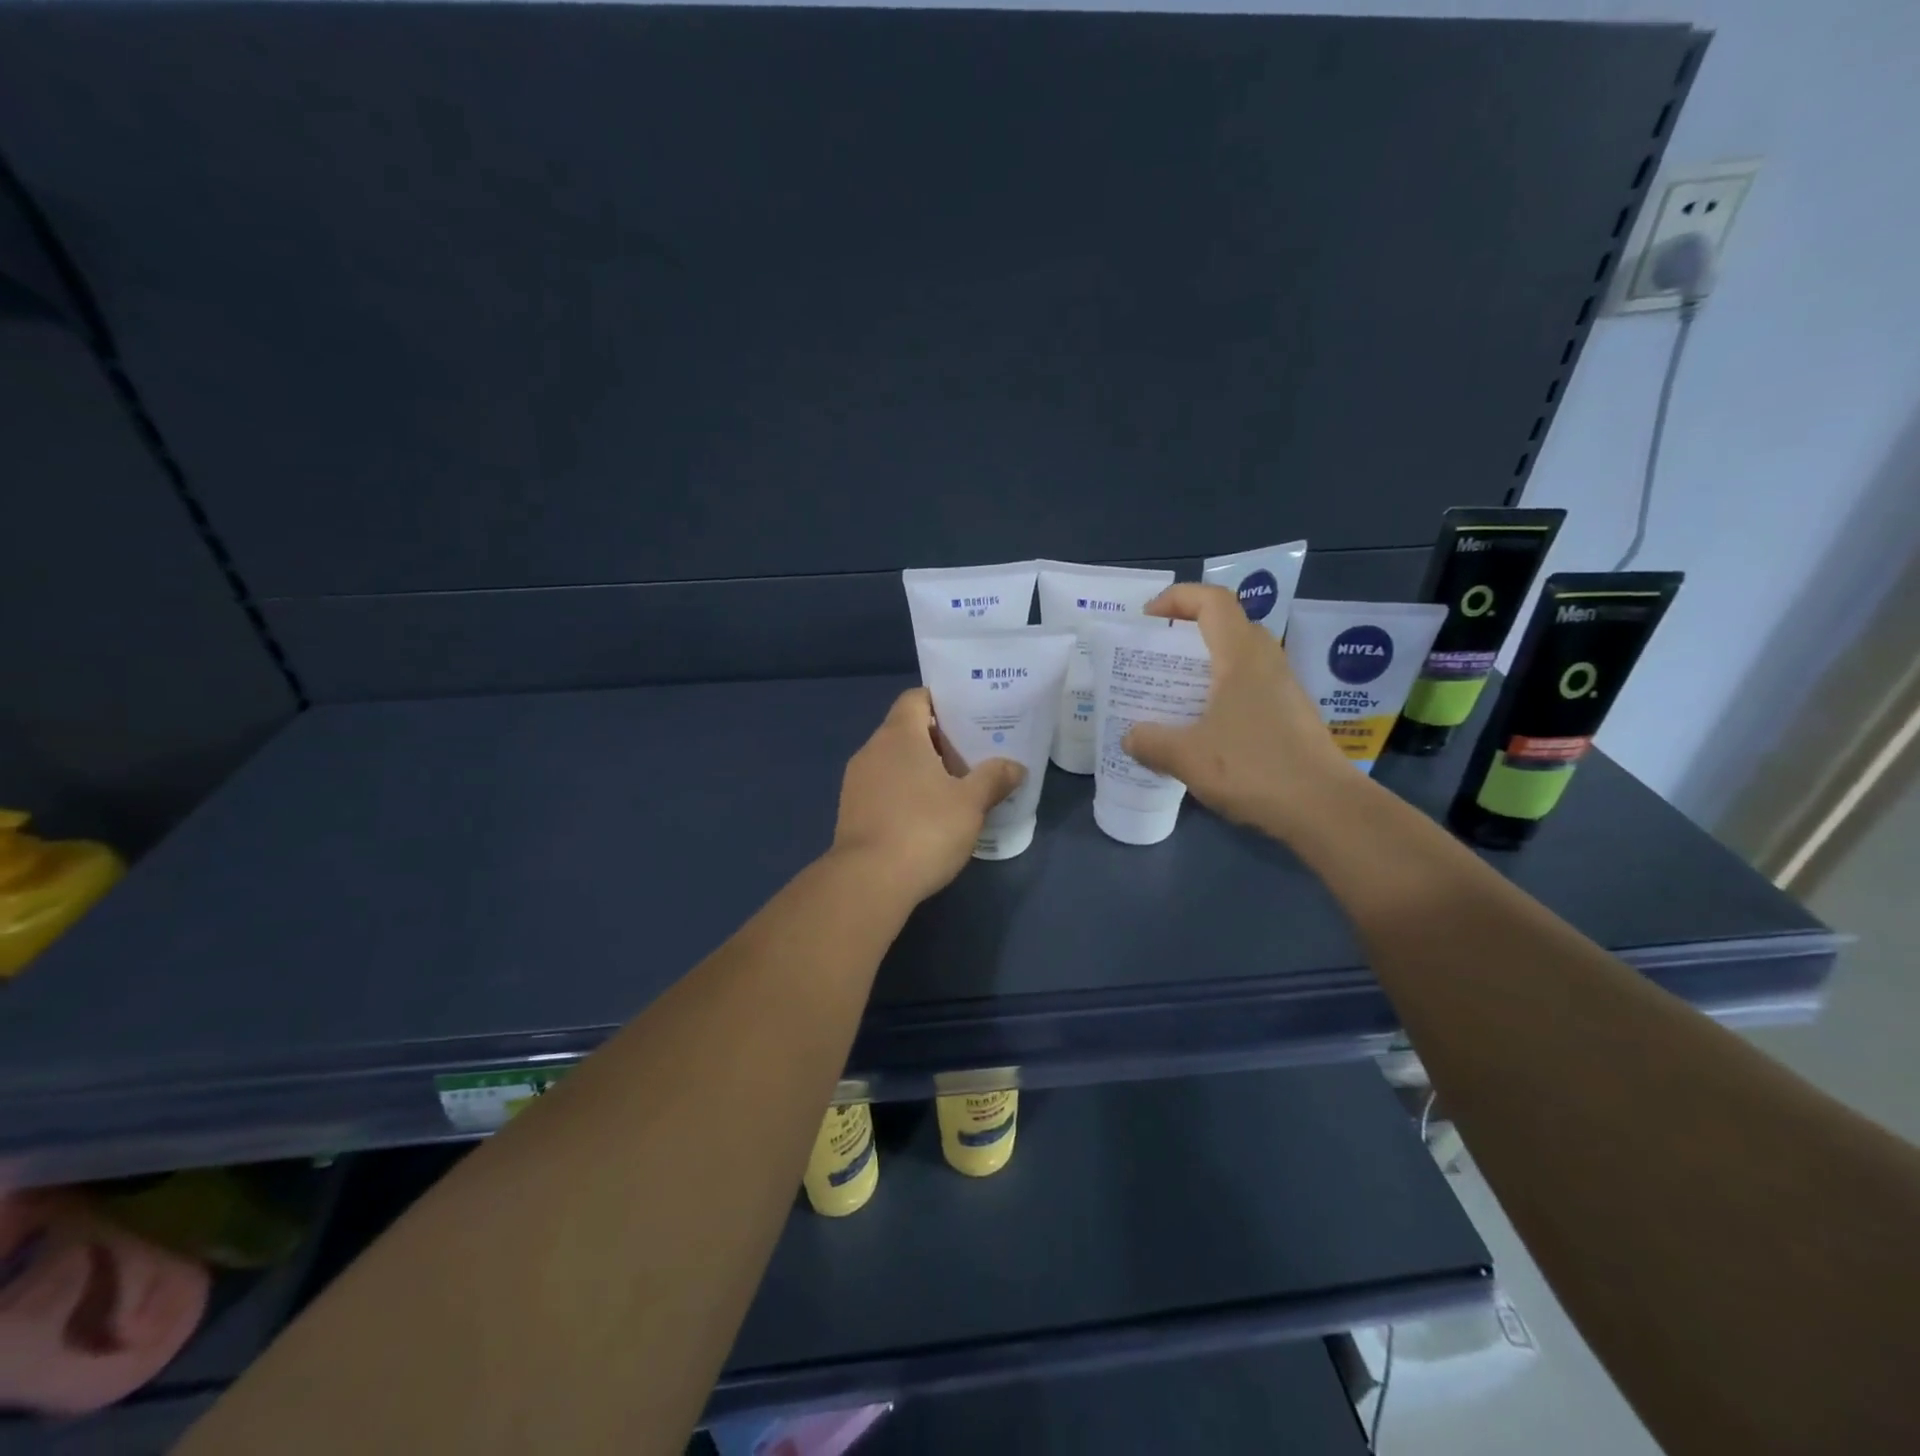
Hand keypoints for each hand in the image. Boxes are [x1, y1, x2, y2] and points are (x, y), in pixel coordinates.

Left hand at [833, 689, 1024, 903]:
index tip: (969, 714)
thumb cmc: (924, 829)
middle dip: (938, 739)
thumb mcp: (970, 803)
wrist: (869, 882)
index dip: (942, 701)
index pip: (916, 698)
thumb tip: (1016, 767)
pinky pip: (883, 788)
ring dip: (921, 768)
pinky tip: (928, 814)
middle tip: (972, 752)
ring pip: (893, 761)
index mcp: (898, 736)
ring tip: (954, 785)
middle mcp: (871, 750)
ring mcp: (856, 782)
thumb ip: (994, 778)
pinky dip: (905, 792)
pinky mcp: (851, 812)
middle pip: (906, 730)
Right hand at [1123, 584, 1352, 831]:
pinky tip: (1202, 730)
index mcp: (1241, 656)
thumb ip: (1151, 742)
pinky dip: (1220, 695)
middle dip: (1186, 635)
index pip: (1212, 601)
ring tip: (1172, 696)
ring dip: (1203, 669)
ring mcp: (1284, 689)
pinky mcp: (1291, 716)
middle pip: (1225, 627)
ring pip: (1238, 660)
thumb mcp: (1187, 757)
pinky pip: (1249, 688)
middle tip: (1155, 660)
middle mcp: (1266, 662)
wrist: (1325, 809)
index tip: (1147, 619)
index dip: (1177, 598)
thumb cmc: (1254, 768)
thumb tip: (1130, 737)